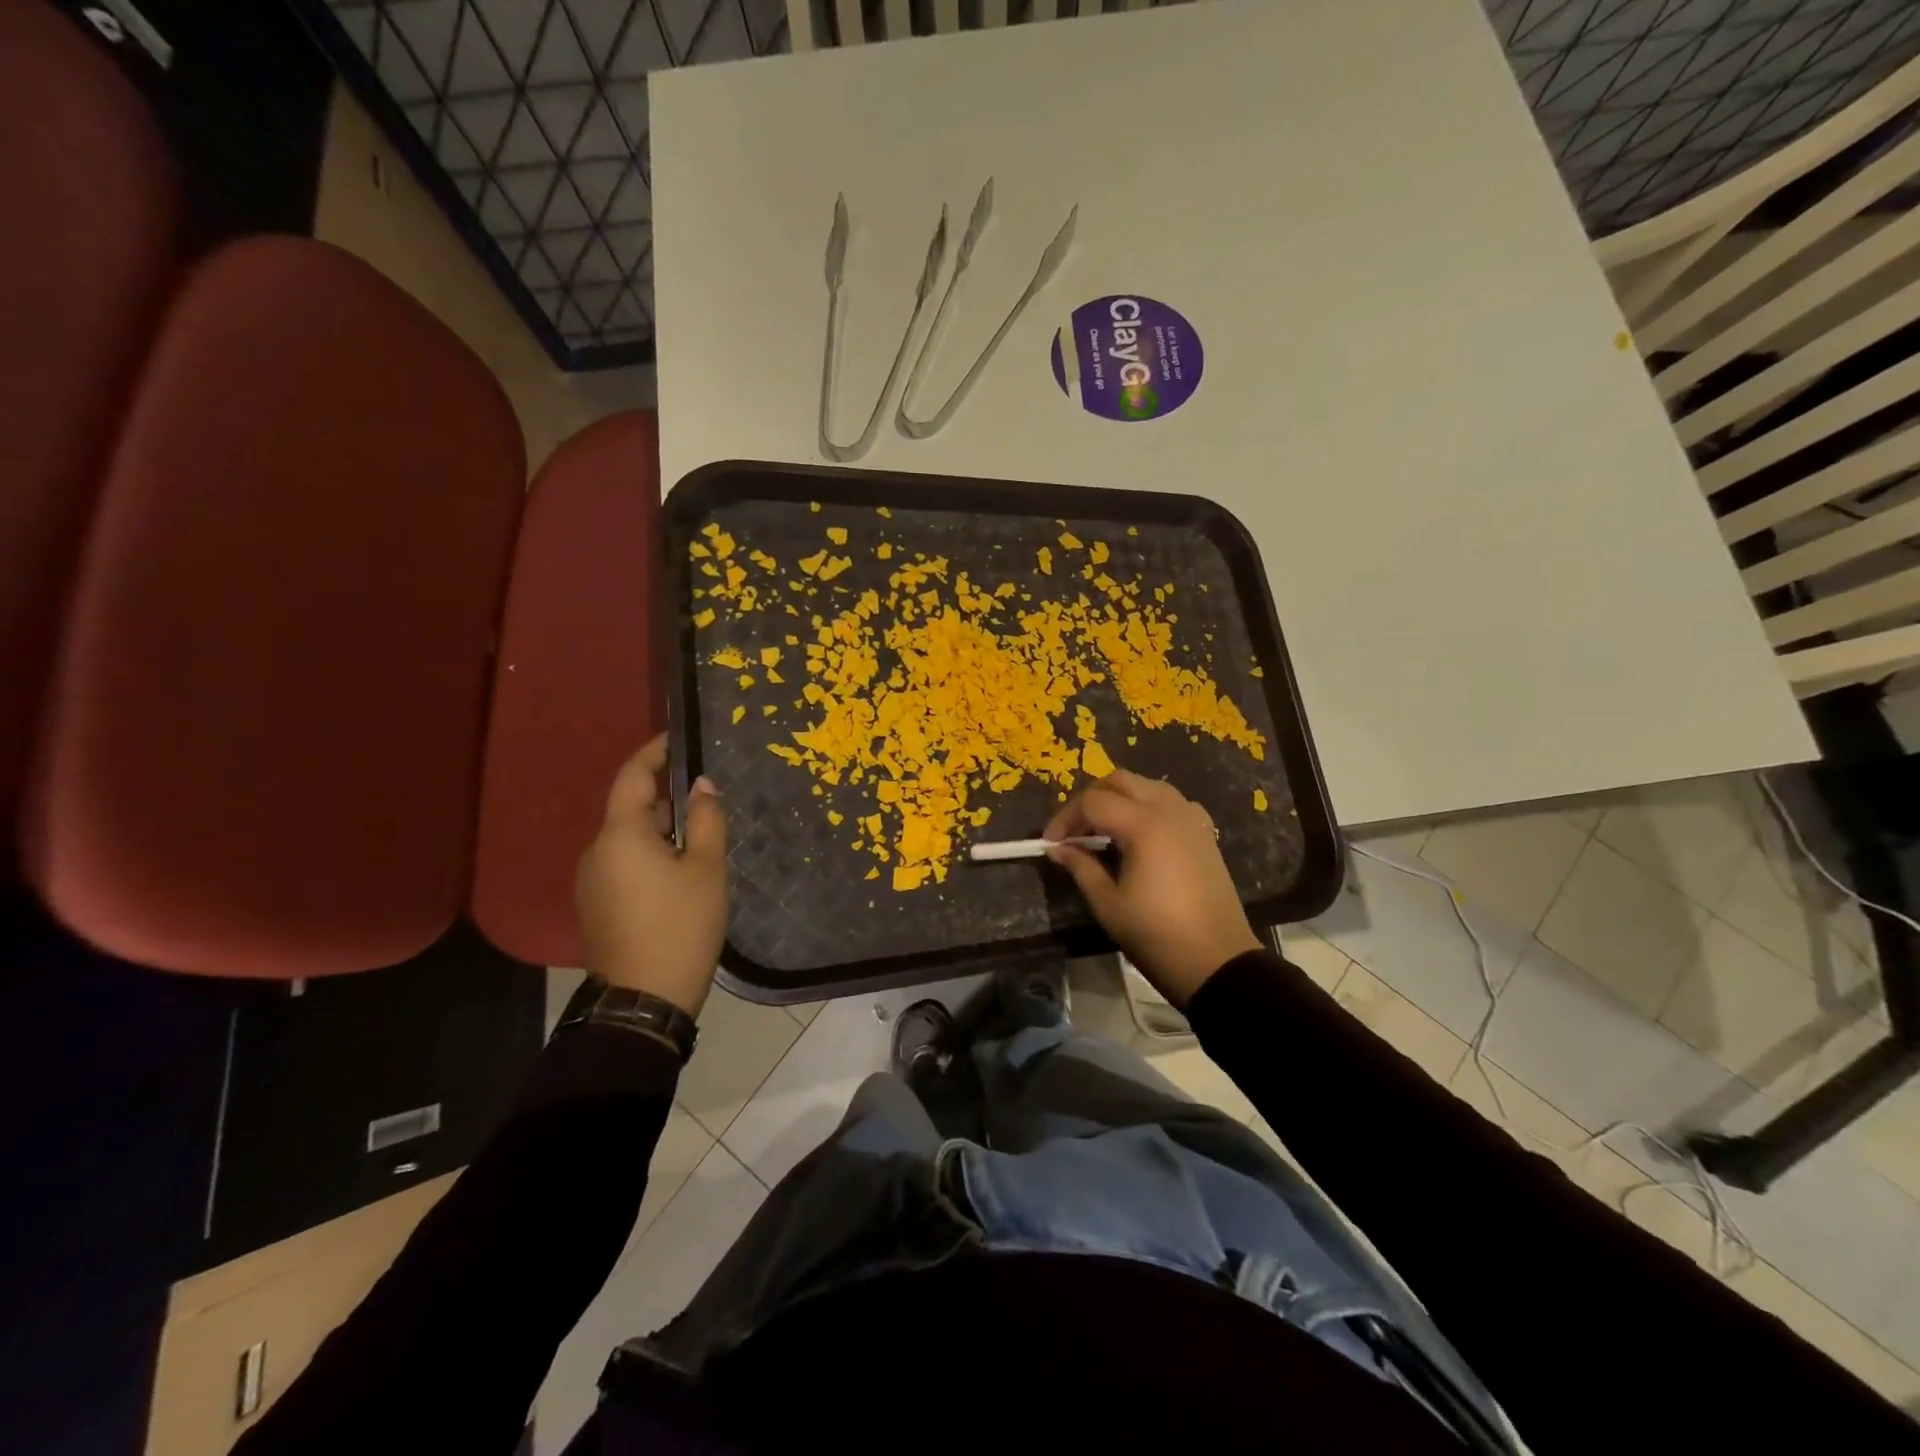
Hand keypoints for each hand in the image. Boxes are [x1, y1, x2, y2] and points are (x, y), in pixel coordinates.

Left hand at [575, 735, 728, 1015]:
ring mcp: (592, 880)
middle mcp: (596, 851)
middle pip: (630, 808)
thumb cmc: (681, 925)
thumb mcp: (706, 868)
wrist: (644, 999)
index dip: (654, 752)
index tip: (678, 737)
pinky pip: (624, 863)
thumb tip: (701, 784)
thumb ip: (705, 819)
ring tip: (700, 834)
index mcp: (620, 835)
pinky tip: (680, 870)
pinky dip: (650, 854)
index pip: (633, 777)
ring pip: (628, 838)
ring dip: (659, 828)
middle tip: (705, 793)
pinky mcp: (597, 905)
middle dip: (665, 795)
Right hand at [1045, 769, 1262, 1007]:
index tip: (1051, 843)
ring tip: (1102, 832)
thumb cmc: (1156, 934)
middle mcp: (1170, 810)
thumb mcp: (1108, 903)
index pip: (1093, 802)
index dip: (1065, 818)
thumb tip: (1057, 848)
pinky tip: (1139, 835)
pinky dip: (1148, 807)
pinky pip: (1171, 803)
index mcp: (1144, 825)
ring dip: (1119, 799)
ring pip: (1147, 786)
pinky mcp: (1205, 834)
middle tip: (1074, 831)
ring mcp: (1192, 819)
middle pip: (1120, 781)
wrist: (1217, 962)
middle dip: (1091, 800)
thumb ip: (1080, 867)